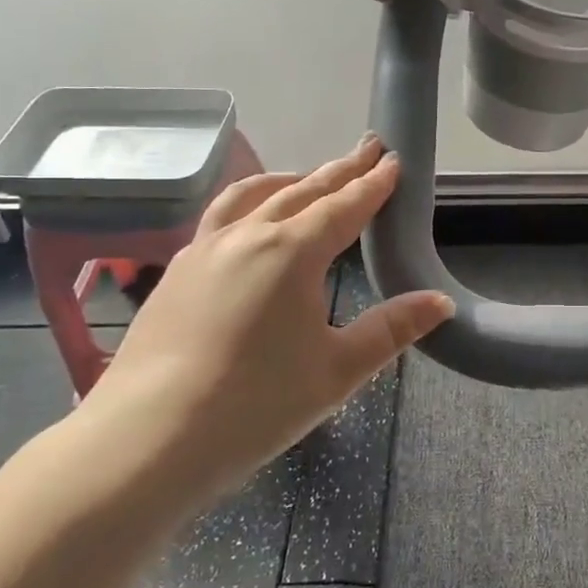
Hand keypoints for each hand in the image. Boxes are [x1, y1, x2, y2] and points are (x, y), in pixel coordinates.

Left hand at [87, 135, 453, 500]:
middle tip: (367, 149)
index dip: (373, 184)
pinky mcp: (177, 270)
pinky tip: (249, 224)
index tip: (393, 160)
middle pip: (302, 190)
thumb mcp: (337, 370)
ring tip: (309, 176)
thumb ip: (392, 330)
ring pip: (253, 195)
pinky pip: (221, 216)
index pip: (344, 206)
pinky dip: (249, 202)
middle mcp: (247, 235)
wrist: (147, 439)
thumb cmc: (255, 404)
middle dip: (340, 170)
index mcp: (292, 252)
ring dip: (290, 180)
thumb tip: (440, 302)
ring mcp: (204, 249)